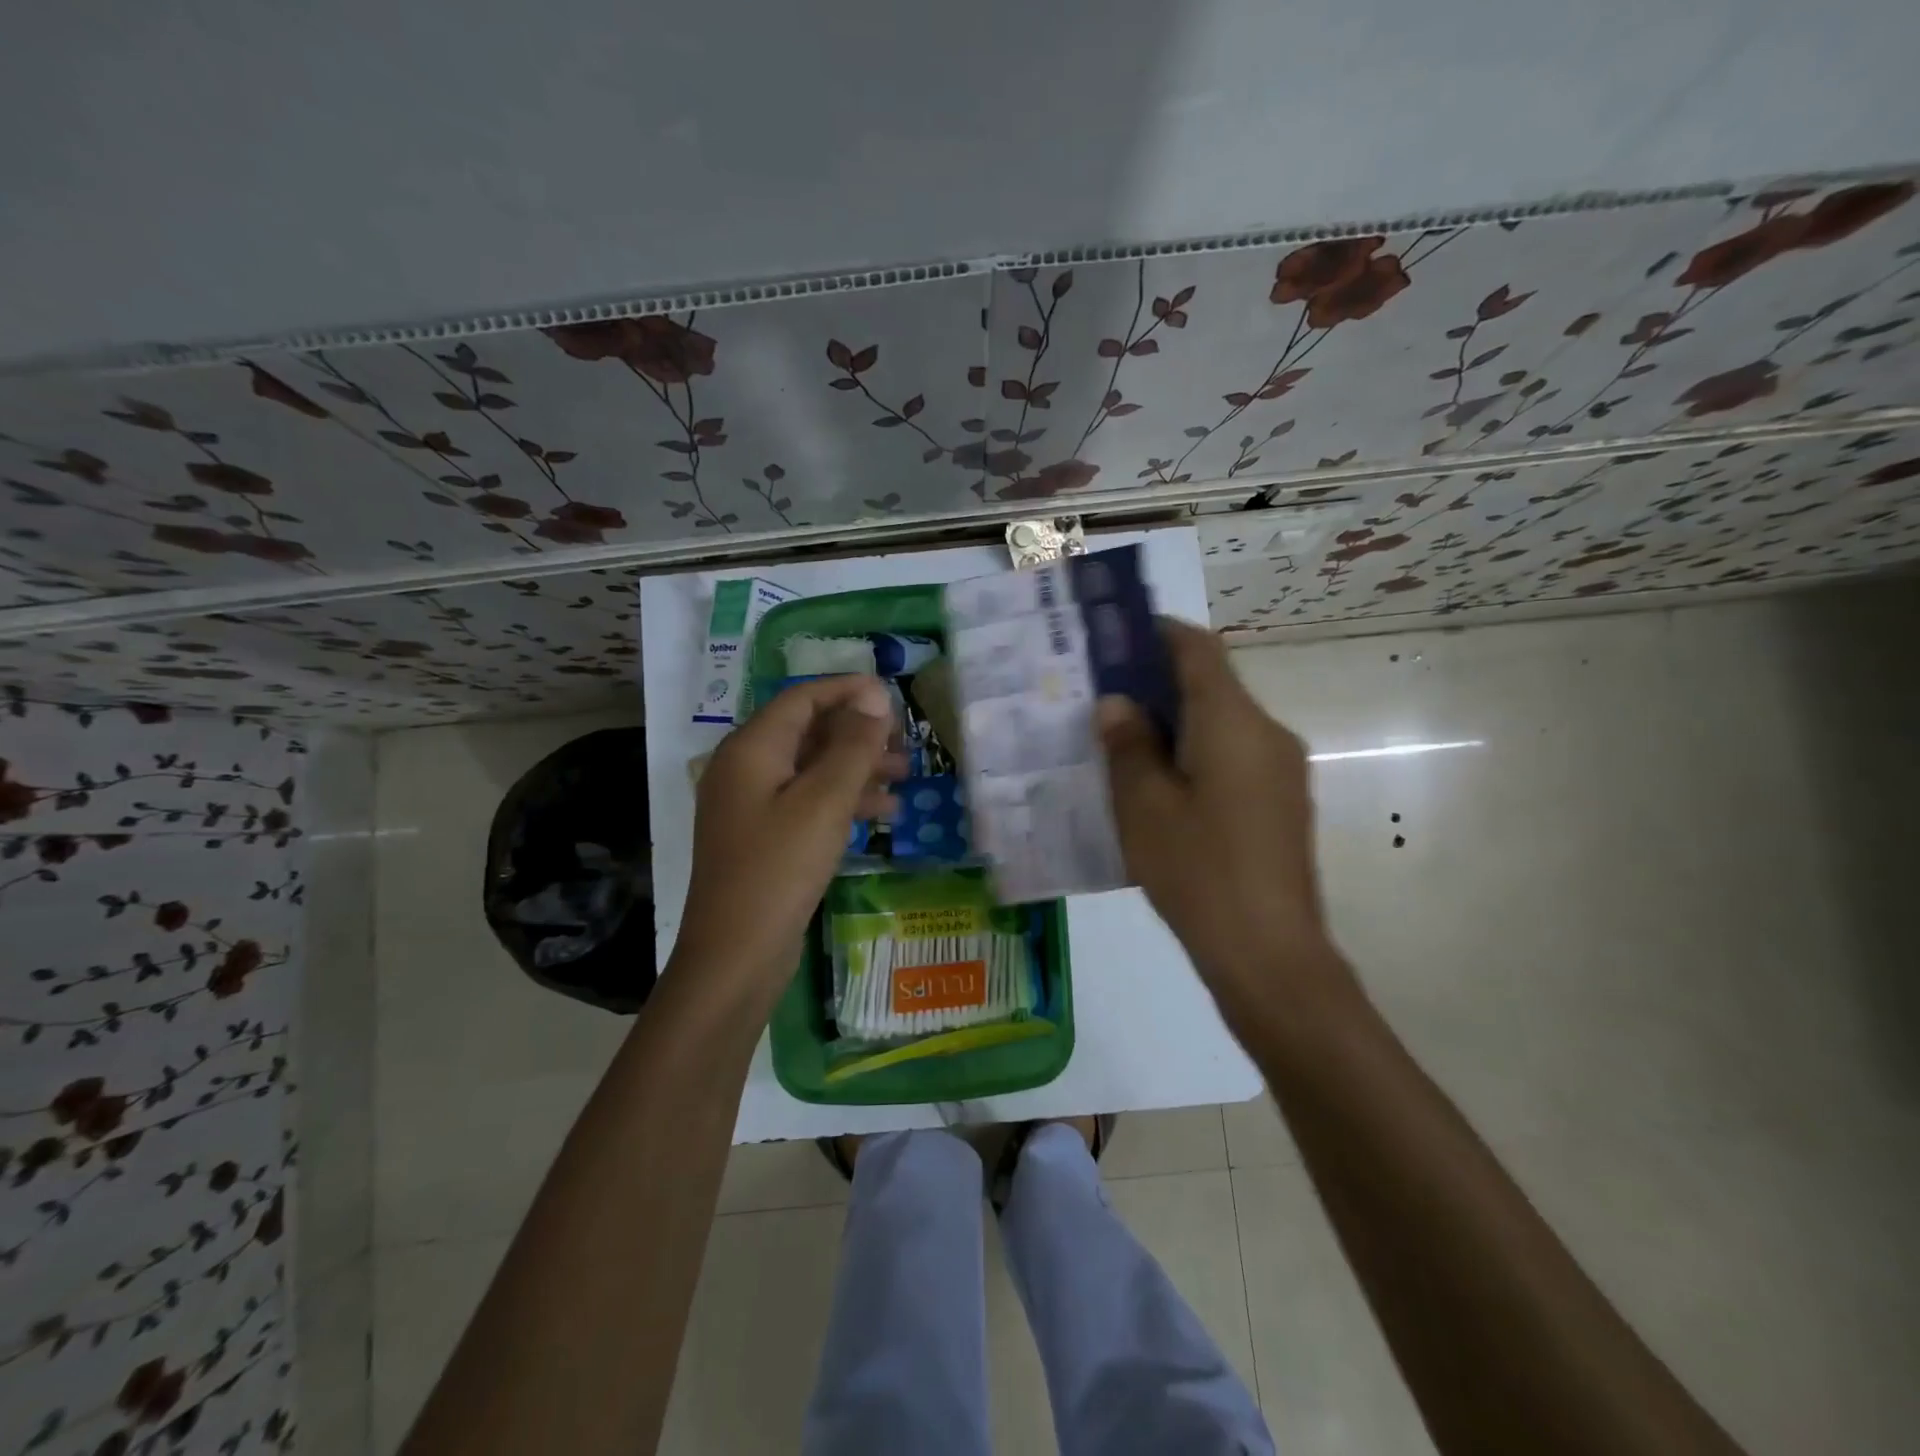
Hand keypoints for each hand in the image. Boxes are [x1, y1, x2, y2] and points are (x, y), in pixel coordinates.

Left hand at [676, 676, 902, 995]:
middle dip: (858, 733)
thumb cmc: (779, 869)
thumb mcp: (824, 802)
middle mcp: (746, 768)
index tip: (893, 694)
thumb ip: (853, 745)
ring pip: (812, 768)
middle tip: (905, 741)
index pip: (802, 698)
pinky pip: (808, 802)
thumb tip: (875, 695)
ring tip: (905, 776)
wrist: (736, 955)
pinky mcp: (764, 836)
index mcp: (751, 749)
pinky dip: (844, 801)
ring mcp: (752, 805)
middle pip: (808, 731)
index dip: (848, 690)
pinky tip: (883, 815)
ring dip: (857, 768)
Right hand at [1097, 620, 1345, 1008]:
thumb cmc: (1198, 872)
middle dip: (1156, 683)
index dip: (1156, 632)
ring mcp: (1281, 770)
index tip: (1114, 636)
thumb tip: (1117, 704)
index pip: (1198, 648)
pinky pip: (1233, 758)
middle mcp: (1267, 733)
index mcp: (1234, 722)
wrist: (1269, 954)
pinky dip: (1194, 754)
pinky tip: (1157, 788)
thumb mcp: (1144, 807)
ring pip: (1221, 724)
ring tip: (1121, 744)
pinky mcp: (1281, 804)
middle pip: (1211, 685)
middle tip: (1101, 697)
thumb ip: (1128, 746)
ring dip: (1174, 722)